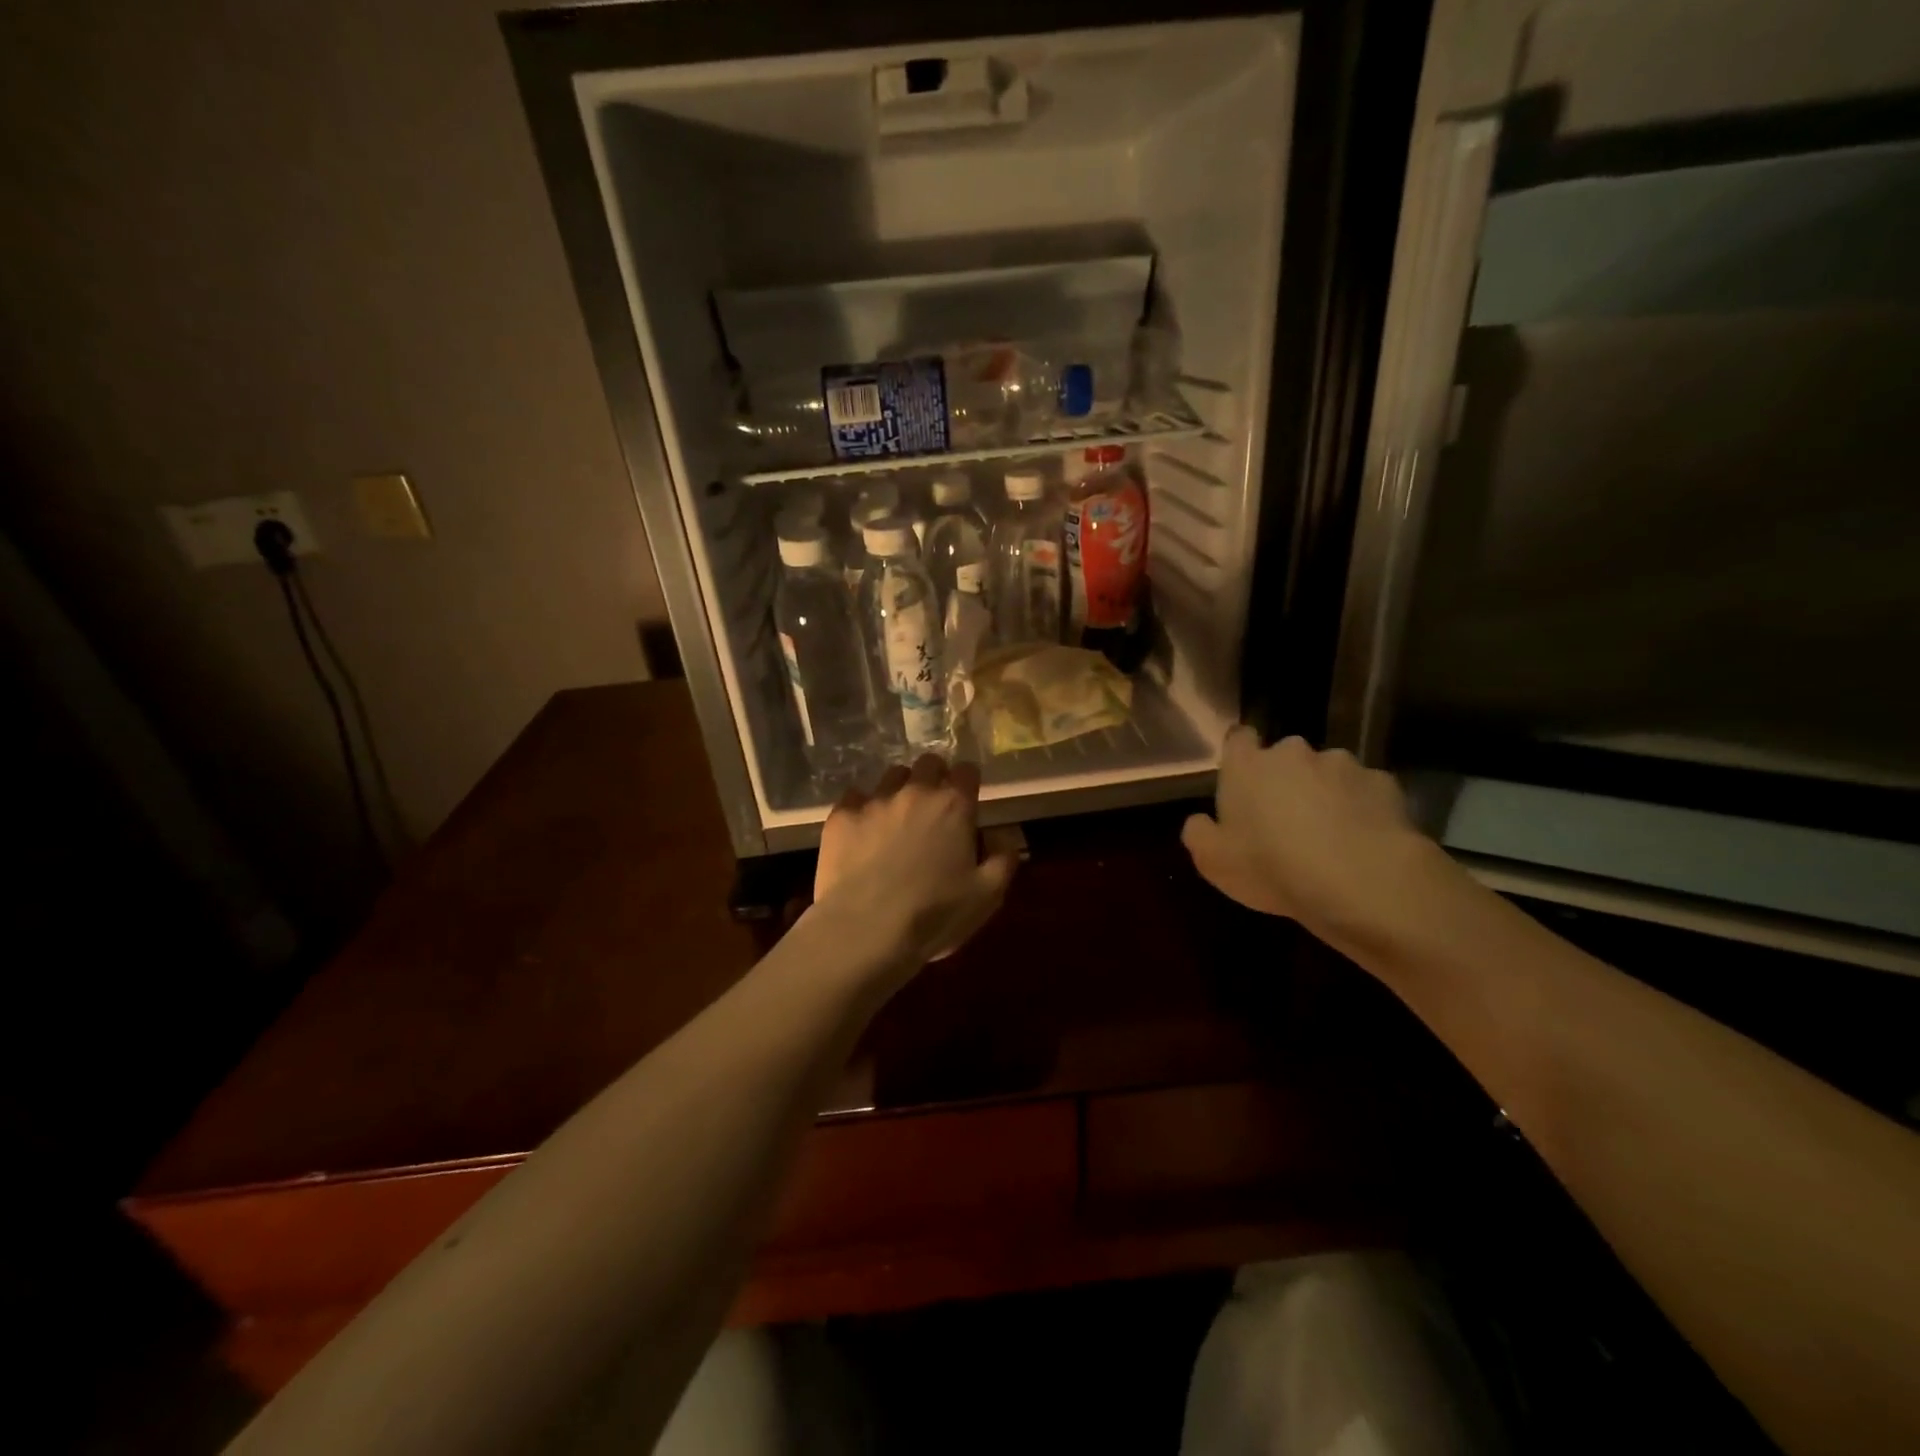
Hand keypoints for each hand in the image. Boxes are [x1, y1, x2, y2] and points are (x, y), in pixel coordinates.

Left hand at [813, 755, 1016, 970]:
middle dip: (934, 777)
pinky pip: (855, 797)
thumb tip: (1003, 838)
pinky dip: (862, 808)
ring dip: (899, 790)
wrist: (865, 930)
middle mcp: (915, 792)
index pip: (967, 770)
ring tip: (896, 818)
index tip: (966, 800)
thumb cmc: (933, 914)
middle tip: (933, 807)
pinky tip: (862, 831)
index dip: (968, 783)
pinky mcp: (841, 816)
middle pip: (928, 763)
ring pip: (892, 776)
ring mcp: (875, 801)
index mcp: (953, 806)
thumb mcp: (987, 896)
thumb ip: (1003, 859)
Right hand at [1181, 729, 1443, 941]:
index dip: (1241, 756)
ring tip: (1330, 835)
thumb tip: (1201, 820)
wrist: (1361, 881)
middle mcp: (1293, 753)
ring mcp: (1343, 765)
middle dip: (1285, 779)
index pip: (1238, 738)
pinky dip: (1362, 809)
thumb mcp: (1212, 861)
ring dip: (1325, 793)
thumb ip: (1198, 832)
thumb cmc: (1271, 867)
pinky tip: (1362, 841)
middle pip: (1285, 757)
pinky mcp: (1384, 784)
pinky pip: (1365, 792)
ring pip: (1327, 773)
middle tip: (1285, 820)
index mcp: (1247, 765)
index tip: (1244, 782)